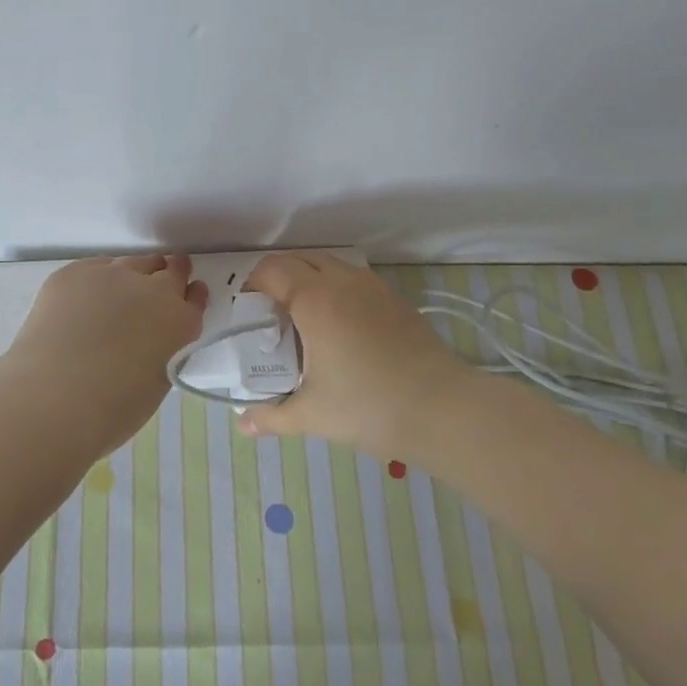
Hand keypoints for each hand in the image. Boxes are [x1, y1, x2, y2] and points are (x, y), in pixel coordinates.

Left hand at [0, 254, 207, 459]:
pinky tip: (85, 298)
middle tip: (159, 284)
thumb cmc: (112, 409)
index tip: (186, 295)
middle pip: (170, 269)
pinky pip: (95, 267)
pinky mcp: (74, 273)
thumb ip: (163, 349)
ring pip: (133, 262)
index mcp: (180, 322)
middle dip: (168, 275)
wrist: (53, 398)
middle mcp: (153, 290)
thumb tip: (150, 339)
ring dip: (134, 273)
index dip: (191, 295)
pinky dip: (97, 278)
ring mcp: (112, 275)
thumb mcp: (158, 380)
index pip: (195, 297)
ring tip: (121, 291)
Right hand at [237, 254, 470, 459]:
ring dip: (309, 282)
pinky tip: (341, 331)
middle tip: (272, 316)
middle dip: (278, 279)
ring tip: (305, 322)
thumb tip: (243, 426)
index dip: (253, 284)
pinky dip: (337, 291)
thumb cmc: (369, 406)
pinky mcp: (396, 300)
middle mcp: (343, 281)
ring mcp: (374, 288)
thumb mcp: (312, 415)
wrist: (443, 409)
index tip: (249, 314)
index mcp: (315, 299)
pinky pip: (355, 280)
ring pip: (330, 266)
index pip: (272, 269)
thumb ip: (272, 417)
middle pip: (300, 259)